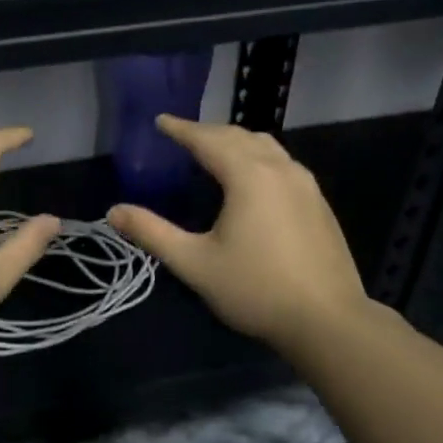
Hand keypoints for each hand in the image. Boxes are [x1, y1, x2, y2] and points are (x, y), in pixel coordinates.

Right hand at [108, 115, 387, 348]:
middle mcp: (279, 168)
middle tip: (182, 135)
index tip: (161, 121)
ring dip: (236, 140)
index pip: (208, 139)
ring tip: (215, 149)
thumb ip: (152, 233)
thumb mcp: (195, 264)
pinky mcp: (318, 202)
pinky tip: (252, 178)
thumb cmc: (256, 290)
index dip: (181, 128)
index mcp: (248, 175)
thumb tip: (114, 211)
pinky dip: (258, 156)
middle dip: (208, 131)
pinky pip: (282, 162)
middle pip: (238, 135)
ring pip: (266, 145)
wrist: (329, 321)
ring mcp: (305, 184)